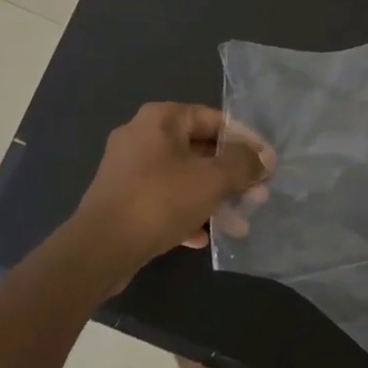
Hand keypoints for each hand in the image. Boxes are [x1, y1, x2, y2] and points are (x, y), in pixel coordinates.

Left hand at [71, 103, 270, 276]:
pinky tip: (202, 236)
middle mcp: (142, 136)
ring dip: (213, 197)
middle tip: (258, 194)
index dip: (246, 140)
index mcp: (160, 119)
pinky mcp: (122, 199)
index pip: (214, 118)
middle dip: (231, 174)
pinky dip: (186, 213)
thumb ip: (244, 165)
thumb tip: (264, 159)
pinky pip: (164, 199)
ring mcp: (129, 169)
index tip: (267, 163)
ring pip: (183, 177)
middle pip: (199, 149)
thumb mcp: (212, 180)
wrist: (100, 248)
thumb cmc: (160, 201)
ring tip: (238, 222)